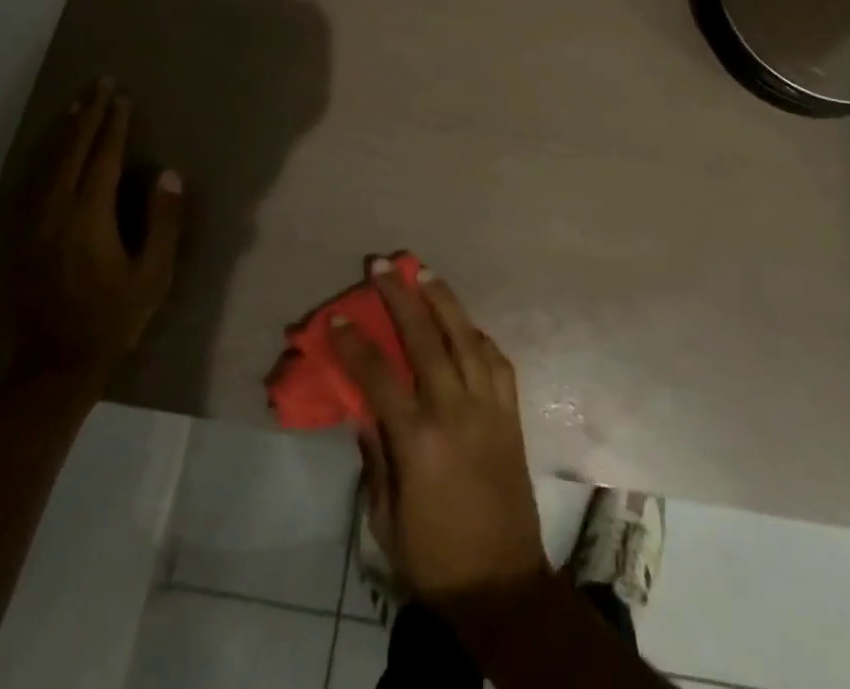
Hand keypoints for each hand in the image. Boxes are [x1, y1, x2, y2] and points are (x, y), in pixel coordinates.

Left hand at [9, 78, 182, 383]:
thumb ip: (162, 223)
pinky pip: (30, 181)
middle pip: (71, 151)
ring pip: (46, 162)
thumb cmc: (112, 319)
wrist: (53, 365)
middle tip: (99, 84)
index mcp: (89, 218)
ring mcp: (31, 223)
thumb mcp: (152, 276)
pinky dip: (43, 155)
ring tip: (77, 103)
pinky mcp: (19, 236)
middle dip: (87, 114)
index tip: (121, 98)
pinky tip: (49, 147)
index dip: (113, 125)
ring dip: (63, 129)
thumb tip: (167, 174)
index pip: (103, 158)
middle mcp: (55, 212)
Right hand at [332, 260, 548, 610]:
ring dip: (443, 299)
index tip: (338, 316)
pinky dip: (477, 335)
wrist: (503, 583)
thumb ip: (374, 455)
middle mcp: (455, 411)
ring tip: (423, 271)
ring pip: (466, 336)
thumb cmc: (433, 556)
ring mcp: (489, 407)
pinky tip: (464, 322)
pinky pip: (496, 360)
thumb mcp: (385, 517)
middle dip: (400, 297)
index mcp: (419, 440)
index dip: (355, 343)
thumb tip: (362, 406)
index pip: (379, 376)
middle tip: (382, 265)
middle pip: (425, 338)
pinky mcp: (511, 413)